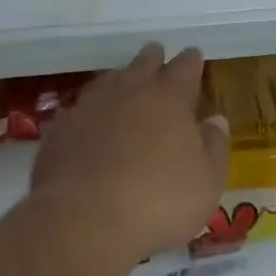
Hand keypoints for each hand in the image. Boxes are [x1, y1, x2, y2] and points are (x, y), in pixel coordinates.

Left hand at [31, 43, 228, 255]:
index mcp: (170, 98)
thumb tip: (215, 119)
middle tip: (157, 54)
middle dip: (153, 58)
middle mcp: (130, 91)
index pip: (185, 67)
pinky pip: (78, 111)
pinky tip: (88, 123)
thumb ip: (214, 147)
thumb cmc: (158, 202)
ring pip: (108, 80)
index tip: (194, 54)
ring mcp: (90, 107)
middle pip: (144, 63)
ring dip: (119, 80)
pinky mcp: (60, 130)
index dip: (191, 61)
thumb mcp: (206, 183)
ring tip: (123, 82)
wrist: (82, 221)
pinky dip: (88, 113)